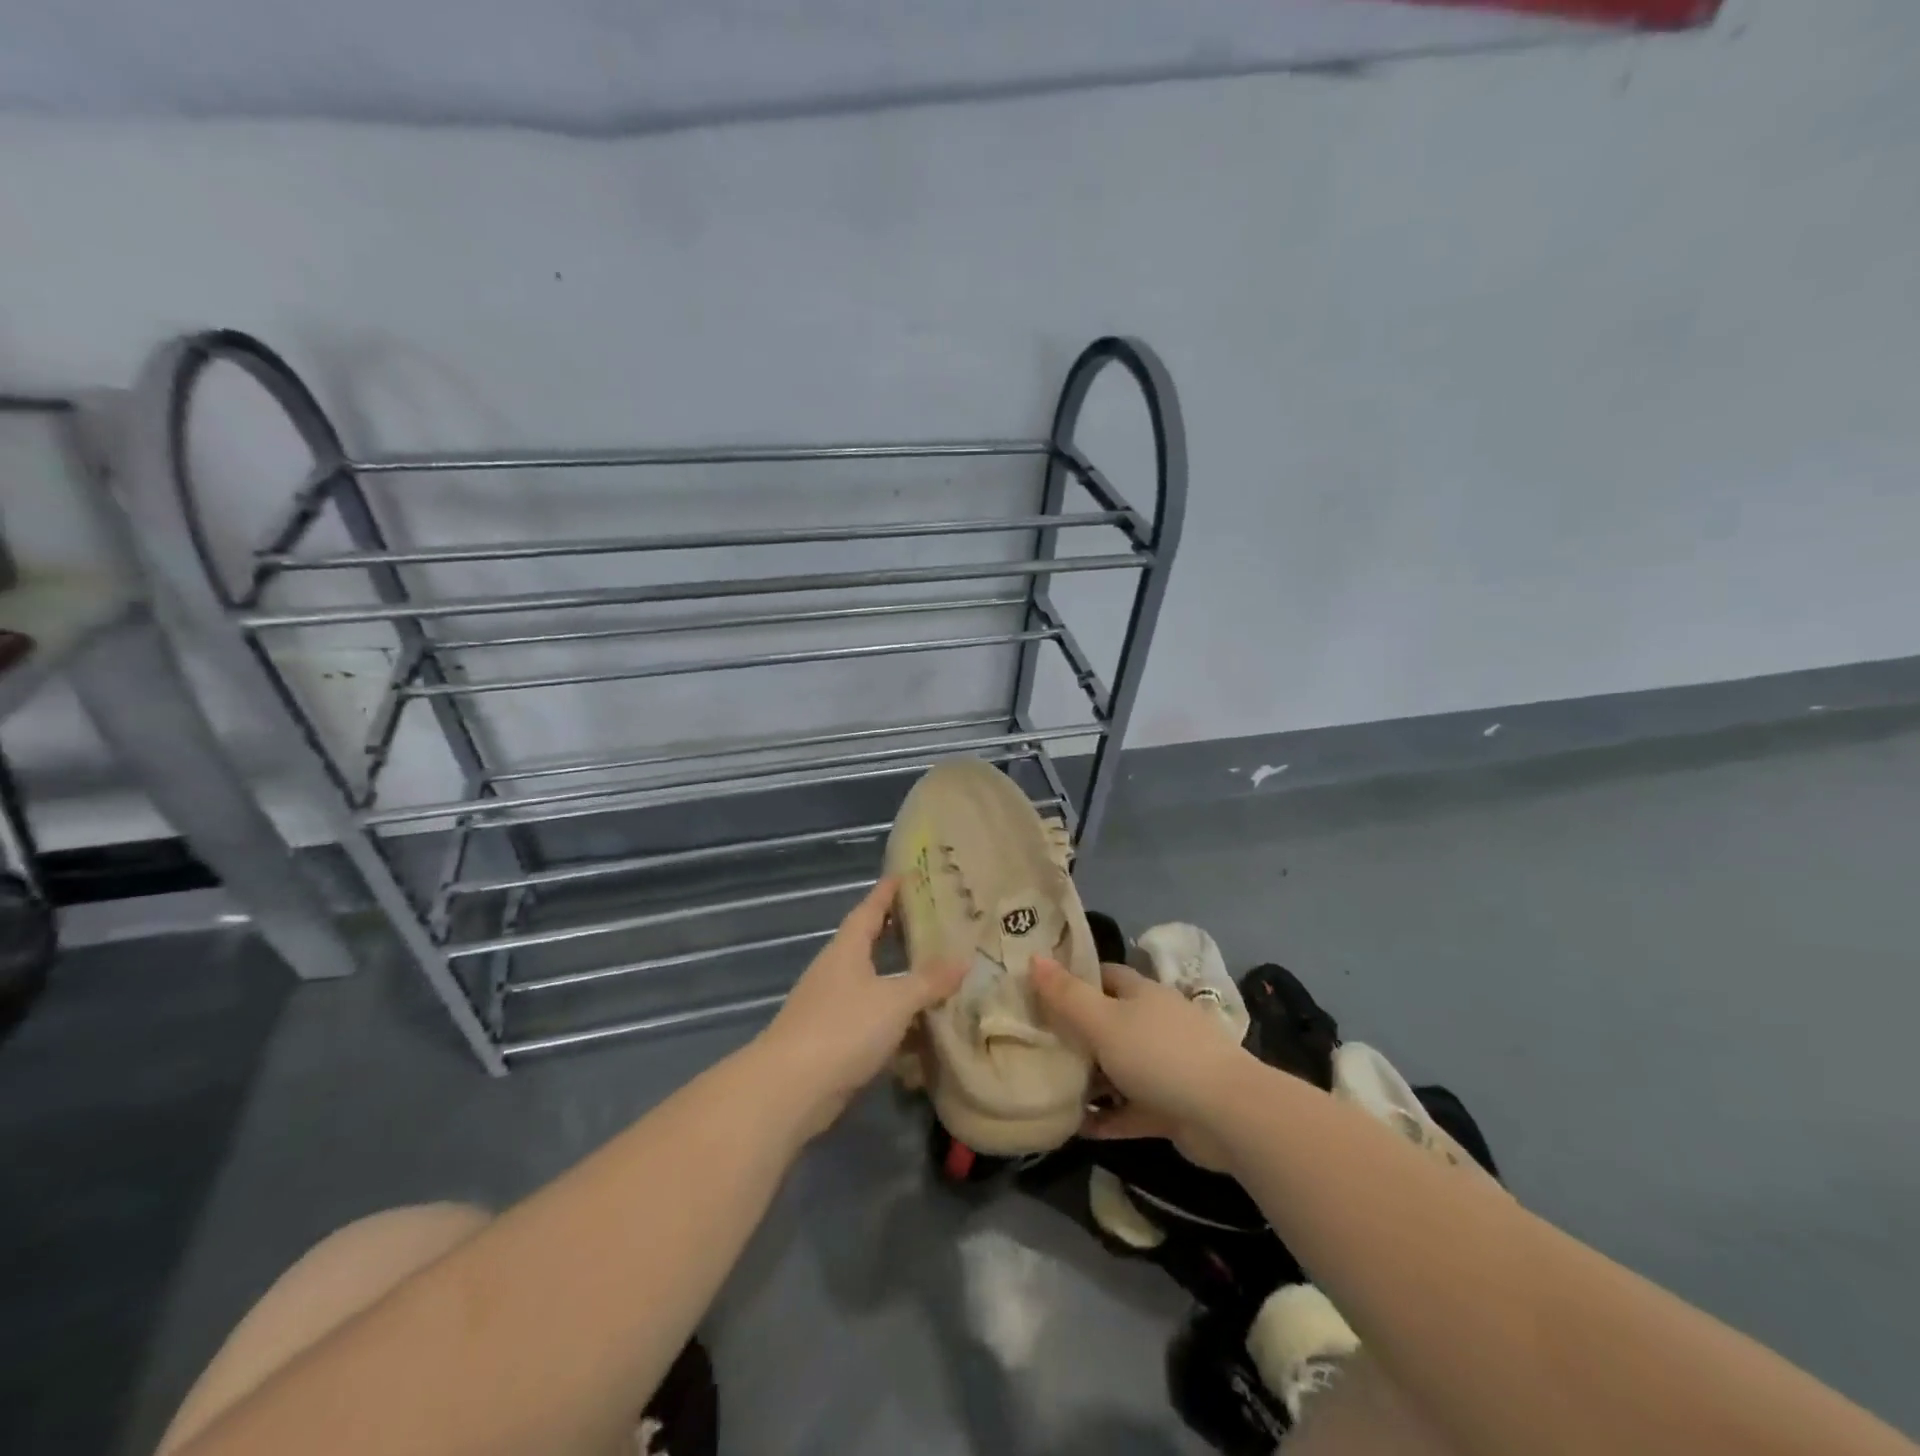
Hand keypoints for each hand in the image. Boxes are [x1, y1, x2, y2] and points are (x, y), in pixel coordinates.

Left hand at [758, 878, 965, 1138]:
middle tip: (931, 923)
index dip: (887, 892)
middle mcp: (835, 972)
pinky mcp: (831, 1042)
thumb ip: (928, 981)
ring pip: (871, 984)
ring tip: (934, 975)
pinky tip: (918, 1031)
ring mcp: (829, 1007)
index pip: (869, 909)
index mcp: (846, 950)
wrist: (789, 1090)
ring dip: (897, 980)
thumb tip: (963, 960)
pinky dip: (893, 1021)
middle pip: (868, 944)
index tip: (905, 874)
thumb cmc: (843, 1028)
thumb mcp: (895, 1001)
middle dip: (895, 934)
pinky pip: (870, 1021)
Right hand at [1031, 957, 1247, 1169]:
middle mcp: (1155, 1024)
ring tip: (1051, 1087)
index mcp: (1142, 994)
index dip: (1074, 979)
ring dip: (1091, 1079)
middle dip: (1076, 1033)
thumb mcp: (1103, 1021)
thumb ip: (1066, 995)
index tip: (1041, 991)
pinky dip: (1108, 1117)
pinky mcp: (1172, 1106)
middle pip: (1109, 1021)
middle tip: (1037, 1043)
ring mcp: (1167, 1066)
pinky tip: (1077, 1128)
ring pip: (1119, 1066)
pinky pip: (1131, 1108)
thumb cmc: (1159, 1055)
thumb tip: (1033, 957)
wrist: (1227, 1114)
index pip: (1104, 975)